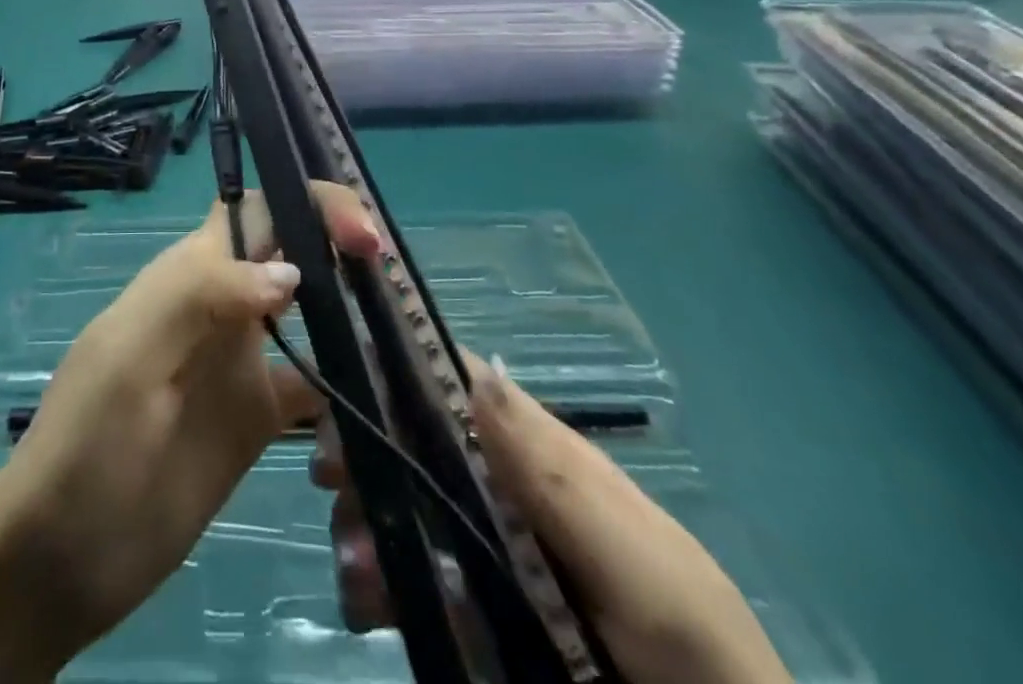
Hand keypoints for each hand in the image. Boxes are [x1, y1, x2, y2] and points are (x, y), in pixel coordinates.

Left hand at [0, 181, 381, 658]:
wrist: (59, 558)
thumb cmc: (85, 442)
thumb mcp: (128, 355)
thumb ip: (199, 296)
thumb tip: (290, 274)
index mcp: (193, 271)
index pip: (257, 208)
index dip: (313, 204)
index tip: (363, 241)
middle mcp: (227, 304)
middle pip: (295, 252)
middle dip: (345, 255)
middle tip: (396, 296)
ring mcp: (244, 362)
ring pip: (315, 316)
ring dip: (353, 320)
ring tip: (402, 349)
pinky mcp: (258, 419)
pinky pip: (317, 387)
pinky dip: (347, 392)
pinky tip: (376, 413)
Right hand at [318, 356, 790, 683]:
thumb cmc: (693, 655)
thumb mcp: (636, 566)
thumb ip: (553, 475)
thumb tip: (476, 367)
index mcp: (546, 460)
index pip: (465, 386)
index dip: (403, 371)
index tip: (350, 385)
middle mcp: (512, 492)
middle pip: (421, 443)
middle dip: (370, 449)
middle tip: (329, 477)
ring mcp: (494, 555)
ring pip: (409, 508)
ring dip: (367, 522)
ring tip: (354, 570)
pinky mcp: (481, 614)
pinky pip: (417, 579)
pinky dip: (381, 583)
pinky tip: (366, 605)